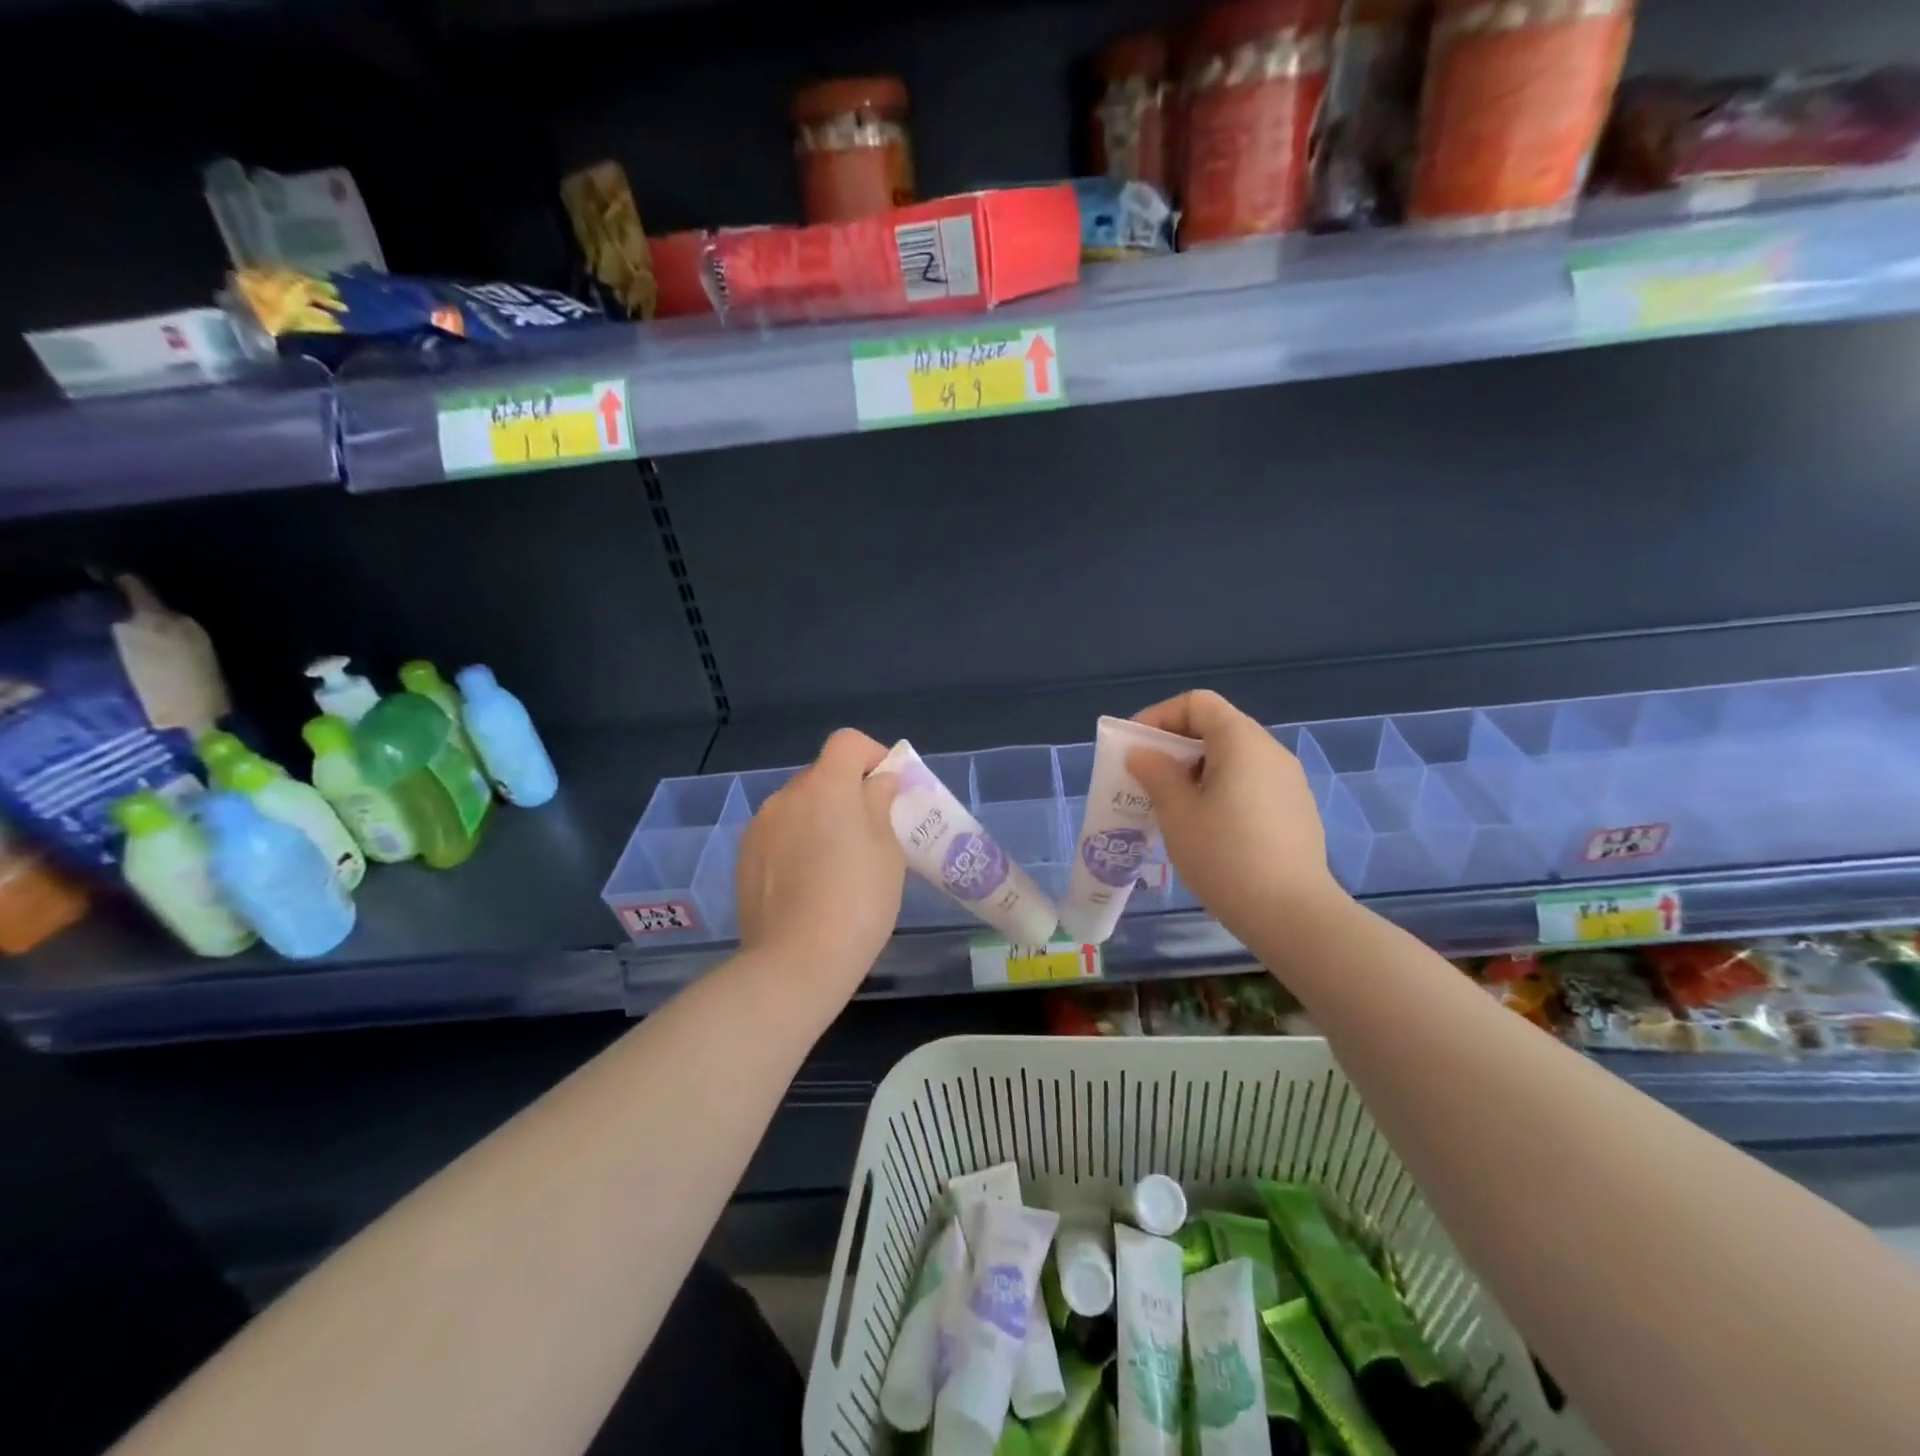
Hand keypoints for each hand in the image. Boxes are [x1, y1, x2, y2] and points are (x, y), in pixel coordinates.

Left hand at [735, 729, 903, 990]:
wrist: (795, 963)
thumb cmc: (858, 902)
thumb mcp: (888, 852)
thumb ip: (881, 805)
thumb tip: (877, 783)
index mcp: (826, 787)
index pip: (847, 743)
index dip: (872, 755)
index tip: (888, 789)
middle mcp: (787, 796)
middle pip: (822, 775)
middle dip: (847, 793)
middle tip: (870, 833)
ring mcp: (760, 827)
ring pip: (799, 807)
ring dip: (820, 819)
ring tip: (837, 865)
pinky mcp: (744, 858)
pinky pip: (779, 835)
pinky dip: (797, 844)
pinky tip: (809, 885)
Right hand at [1126, 690, 1345, 943]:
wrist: (1292, 914)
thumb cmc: (1225, 857)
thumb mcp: (1177, 813)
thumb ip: (1156, 774)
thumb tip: (1143, 754)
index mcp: (1242, 742)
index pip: (1198, 703)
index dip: (1160, 716)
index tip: (1136, 748)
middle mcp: (1270, 751)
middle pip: (1216, 727)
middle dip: (1175, 746)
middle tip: (1146, 779)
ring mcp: (1288, 781)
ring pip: (1233, 758)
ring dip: (1196, 771)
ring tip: (1171, 805)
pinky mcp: (1295, 810)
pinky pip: (1250, 783)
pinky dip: (1220, 789)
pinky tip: (1206, 827)